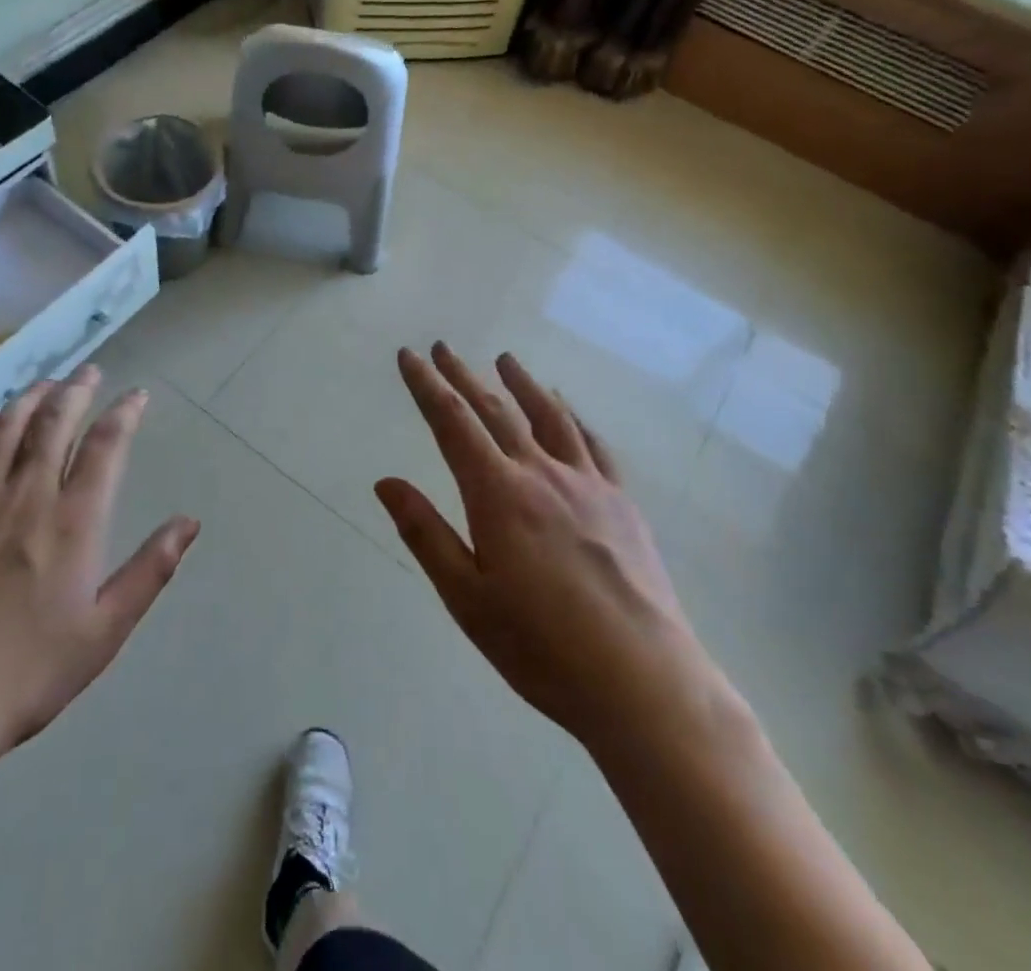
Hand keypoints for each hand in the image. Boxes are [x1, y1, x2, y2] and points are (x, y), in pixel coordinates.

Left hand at [0, 365, 198, 794]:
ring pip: (5, 431)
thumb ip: (150, 570)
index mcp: (73, 522)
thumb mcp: (104, 632)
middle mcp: (26, 497)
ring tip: (43, 384)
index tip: (136, 395)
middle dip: (75, 391)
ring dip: (28, 400)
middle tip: (88, 371)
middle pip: (54, 424)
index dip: (124, 414)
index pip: (105, 447)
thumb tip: (190, 522)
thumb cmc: (26, 674)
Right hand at [376, 344, 711, 747]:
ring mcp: (587, 484)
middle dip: (464, 376)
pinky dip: (572, 417)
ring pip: (549, 416)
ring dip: (522, 384)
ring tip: (505, 359)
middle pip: (496, 410)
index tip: (408, 356)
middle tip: (443, 348)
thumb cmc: (542, 647)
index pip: (452, 423)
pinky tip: (567, 411)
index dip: (426, 386)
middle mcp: (542, 473)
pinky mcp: (621, 502)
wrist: (644, 682)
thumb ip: (425, 534)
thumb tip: (386, 482)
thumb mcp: (467, 598)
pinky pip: (593, 444)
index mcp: (498, 494)